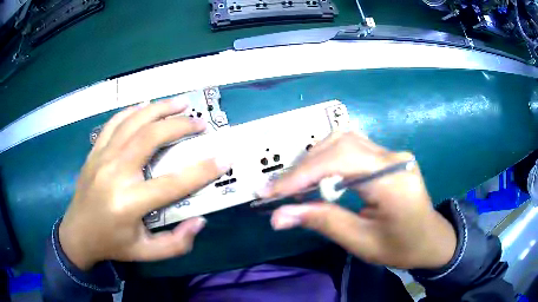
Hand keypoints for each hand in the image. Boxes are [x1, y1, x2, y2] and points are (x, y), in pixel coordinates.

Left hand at [59, 99, 230, 269]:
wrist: (77, 233)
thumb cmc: (112, 244)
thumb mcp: (146, 253)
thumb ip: (176, 243)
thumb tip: (199, 220)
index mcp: (129, 203)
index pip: (172, 183)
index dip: (203, 170)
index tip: (224, 157)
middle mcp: (115, 173)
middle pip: (151, 137)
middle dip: (180, 125)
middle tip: (201, 124)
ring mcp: (102, 157)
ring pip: (133, 121)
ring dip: (160, 108)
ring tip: (180, 103)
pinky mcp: (95, 151)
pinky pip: (115, 122)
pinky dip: (134, 110)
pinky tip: (147, 107)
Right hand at [257, 131, 456, 269]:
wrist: (430, 239)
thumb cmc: (400, 247)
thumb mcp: (361, 242)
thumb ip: (322, 222)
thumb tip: (278, 216)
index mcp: (392, 181)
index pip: (340, 161)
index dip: (302, 174)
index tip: (271, 192)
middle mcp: (393, 158)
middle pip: (340, 144)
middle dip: (304, 166)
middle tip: (280, 190)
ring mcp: (392, 153)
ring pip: (344, 140)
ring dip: (315, 159)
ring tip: (296, 183)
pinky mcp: (388, 156)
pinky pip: (353, 146)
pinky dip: (329, 158)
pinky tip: (319, 175)